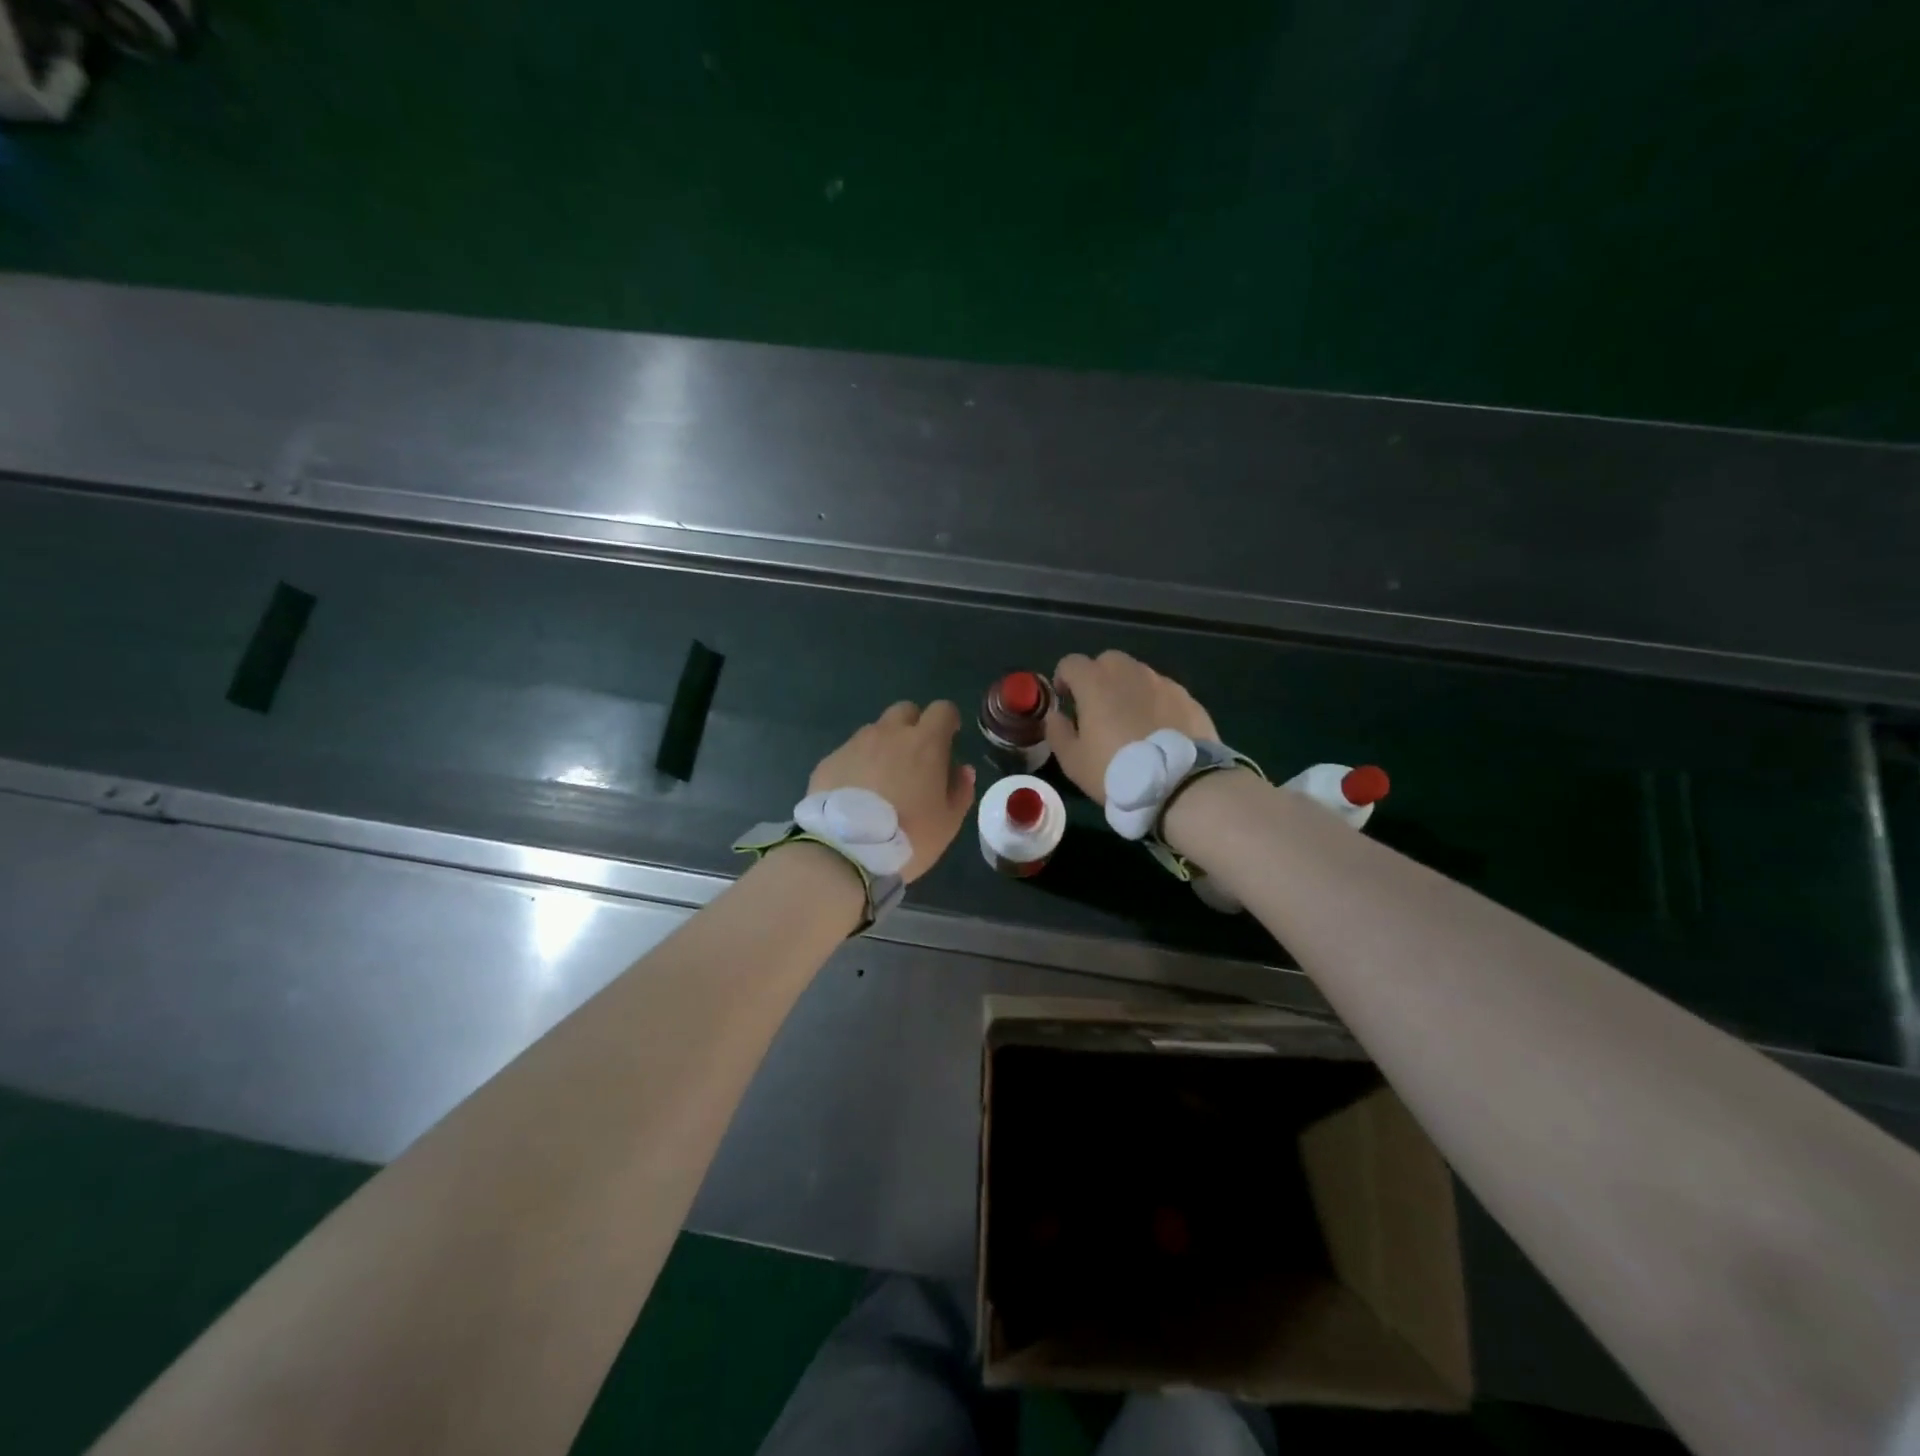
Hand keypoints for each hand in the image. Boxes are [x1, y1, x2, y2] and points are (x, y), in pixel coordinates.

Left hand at [808, 700, 976, 882]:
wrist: (845, 852)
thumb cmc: (908, 836)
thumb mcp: (948, 822)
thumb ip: (960, 790)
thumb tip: (962, 770)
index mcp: (925, 743)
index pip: (942, 710)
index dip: (948, 720)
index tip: (949, 737)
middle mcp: (889, 734)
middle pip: (905, 711)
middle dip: (913, 726)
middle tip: (915, 757)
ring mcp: (855, 744)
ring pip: (875, 731)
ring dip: (883, 746)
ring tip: (882, 780)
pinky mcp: (829, 761)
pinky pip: (849, 753)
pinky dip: (857, 765)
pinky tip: (855, 794)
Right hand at [1046, 651, 1218, 803]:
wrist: (1179, 786)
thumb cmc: (1116, 771)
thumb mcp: (1073, 761)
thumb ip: (1057, 732)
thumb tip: (1055, 716)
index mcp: (1096, 683)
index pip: (1071, 663)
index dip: (1064, 679)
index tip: (1066, 701)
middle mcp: (1130, 673)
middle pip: (1108, 661)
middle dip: (1098, 678)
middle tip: (1099, 709)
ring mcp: (1163, 683)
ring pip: (1139, 675)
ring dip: (1129, 690)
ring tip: (1132, 722)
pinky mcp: (1188, 698)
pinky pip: (1164, 693)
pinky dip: (1155, 704)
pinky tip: (1159, 732)